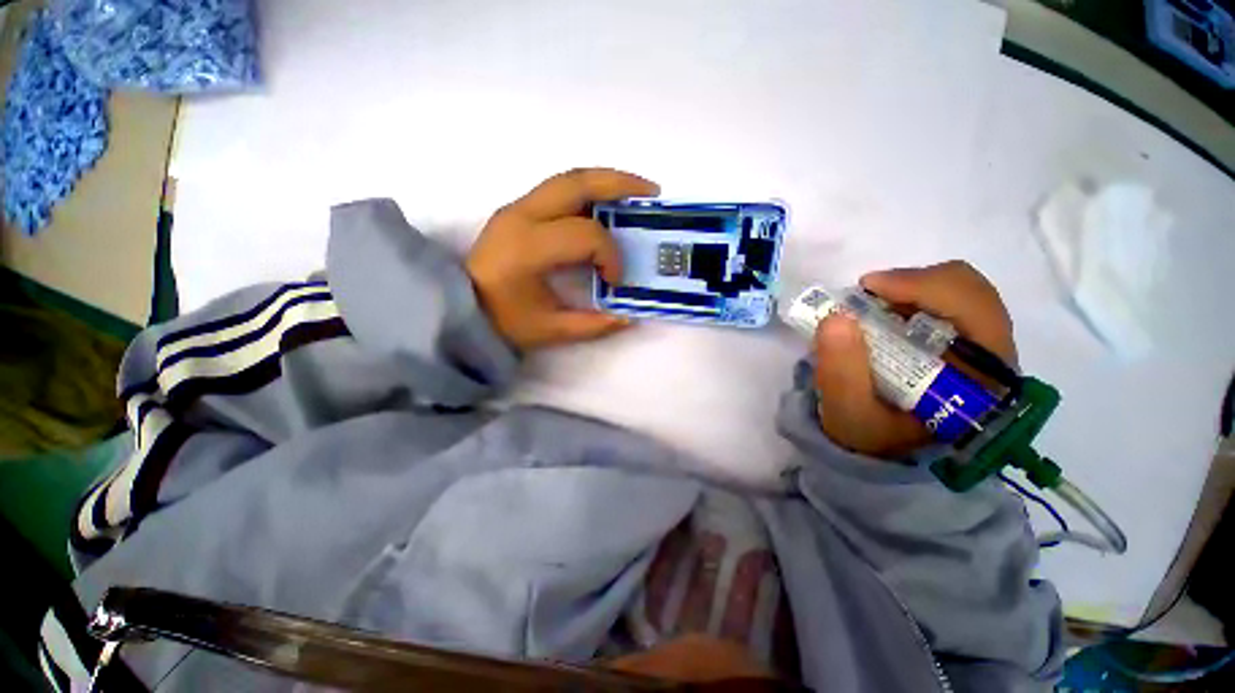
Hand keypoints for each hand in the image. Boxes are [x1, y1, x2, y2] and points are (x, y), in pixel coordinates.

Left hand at [465, 168, 659, 351]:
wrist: (458, 306)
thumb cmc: (502, 321)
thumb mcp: (550, 330)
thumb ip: (593, 325)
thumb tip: (629, 318)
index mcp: (528, 248)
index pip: (585, 235)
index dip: (610, 255)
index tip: (616, 279)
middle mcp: (521, 216)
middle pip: (577, 183)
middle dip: (619, 184)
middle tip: (651, 193)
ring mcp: (517, 207)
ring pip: (568, 178)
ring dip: (606, 180)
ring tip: (635, 191)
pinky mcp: (517, 209)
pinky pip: (559, 188)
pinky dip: (588, 190)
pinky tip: (605, 203)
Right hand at [813, 261, 1016, 458]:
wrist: (882, 450)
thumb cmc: (871, 436)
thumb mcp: (848, 413)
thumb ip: (841, 373)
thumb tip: (837, 318)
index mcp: (983, 380)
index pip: (975, 310)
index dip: (923, 286)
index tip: (869, 288)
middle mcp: (993, 358)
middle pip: (970, 291)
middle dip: (913, 284)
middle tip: (866, 295)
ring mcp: (979, 347)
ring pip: (958, 291)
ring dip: (909, 289)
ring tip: (870, 305)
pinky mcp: (962, 342)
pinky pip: (945, 301)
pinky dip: (909, 297)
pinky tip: (882, 313)